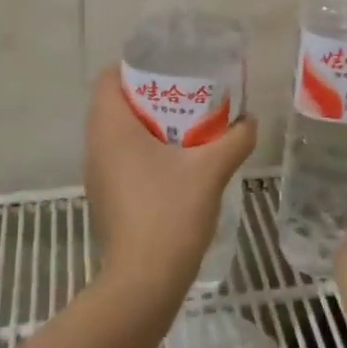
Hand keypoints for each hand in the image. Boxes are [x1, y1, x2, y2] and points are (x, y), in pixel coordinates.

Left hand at [84, 66, 257, 297]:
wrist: (144, 281)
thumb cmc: (170, 213)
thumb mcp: (211, 169)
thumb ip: (235, 138)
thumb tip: (250, 120)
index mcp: (112, 128)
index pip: (108, 78)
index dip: (135, 66)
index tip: (168, 66)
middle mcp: (96, 146)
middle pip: (114, 103)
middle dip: (148, 93)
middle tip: (186, 92)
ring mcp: (98, 173)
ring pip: (117, 131)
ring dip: (147, 122)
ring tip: (186, 122)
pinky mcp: (106, 196)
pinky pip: (120, 156)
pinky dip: (143, 148)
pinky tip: (177, 159)